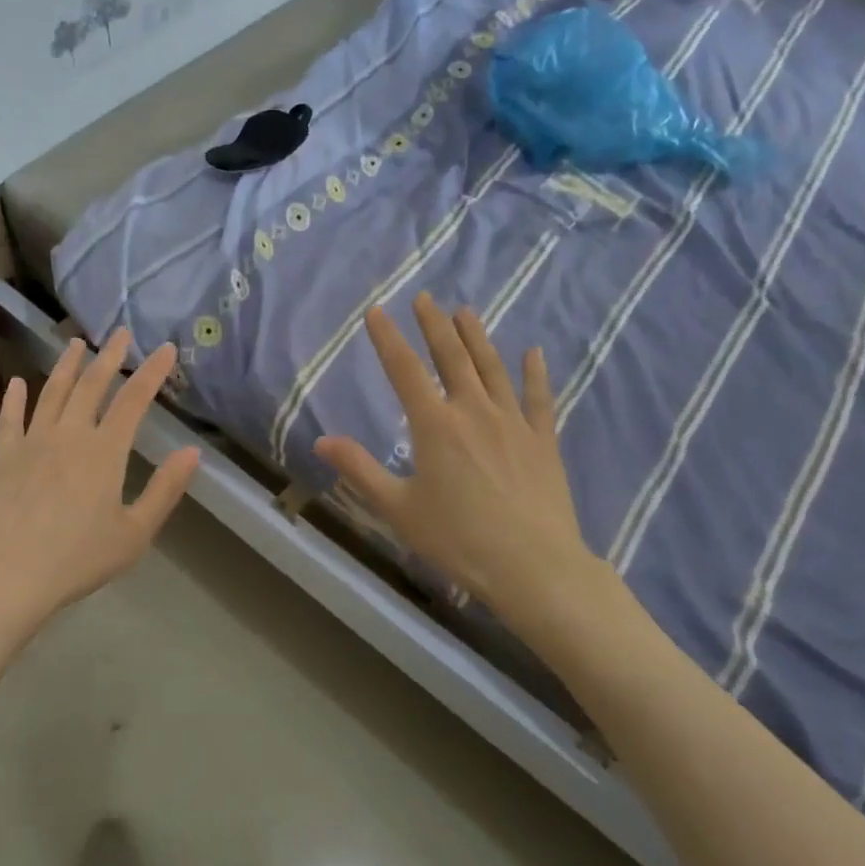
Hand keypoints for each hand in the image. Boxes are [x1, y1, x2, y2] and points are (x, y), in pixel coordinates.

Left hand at [0, 330, 199, 642]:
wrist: (4, 577)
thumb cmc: (76, 559)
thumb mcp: (133, 533)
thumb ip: (164, 490)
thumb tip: (192, 453)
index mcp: (104, 451)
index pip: (134, 400)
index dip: (152, 372)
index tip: (166, 348)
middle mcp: (69, 435)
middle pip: (91, 385)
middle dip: (109, 357)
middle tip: (120, 332)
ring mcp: (31, 442)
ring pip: (52, 392)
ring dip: (66, 365)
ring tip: (75, 342)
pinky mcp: (1, 457)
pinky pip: (9, 419)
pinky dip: (14, 398)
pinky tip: (16, 383)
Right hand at [314, 294, 623, 646]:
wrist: (534, 567)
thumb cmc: (458, 540)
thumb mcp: (398, 509)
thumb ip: (360, 470)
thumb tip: (321, 441)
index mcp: (434, 425)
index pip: (404, 370)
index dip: (388, 338)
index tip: (376, 311)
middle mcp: (473, 411)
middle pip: (451, 356)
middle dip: (434, 325)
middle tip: (425, 298)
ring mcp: (512, 422)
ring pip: (492, 368)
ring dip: (477, 337)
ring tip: (465, 311)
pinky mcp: (543, 440)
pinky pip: (539, 397)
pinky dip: (535, 373)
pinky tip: (534, 353)